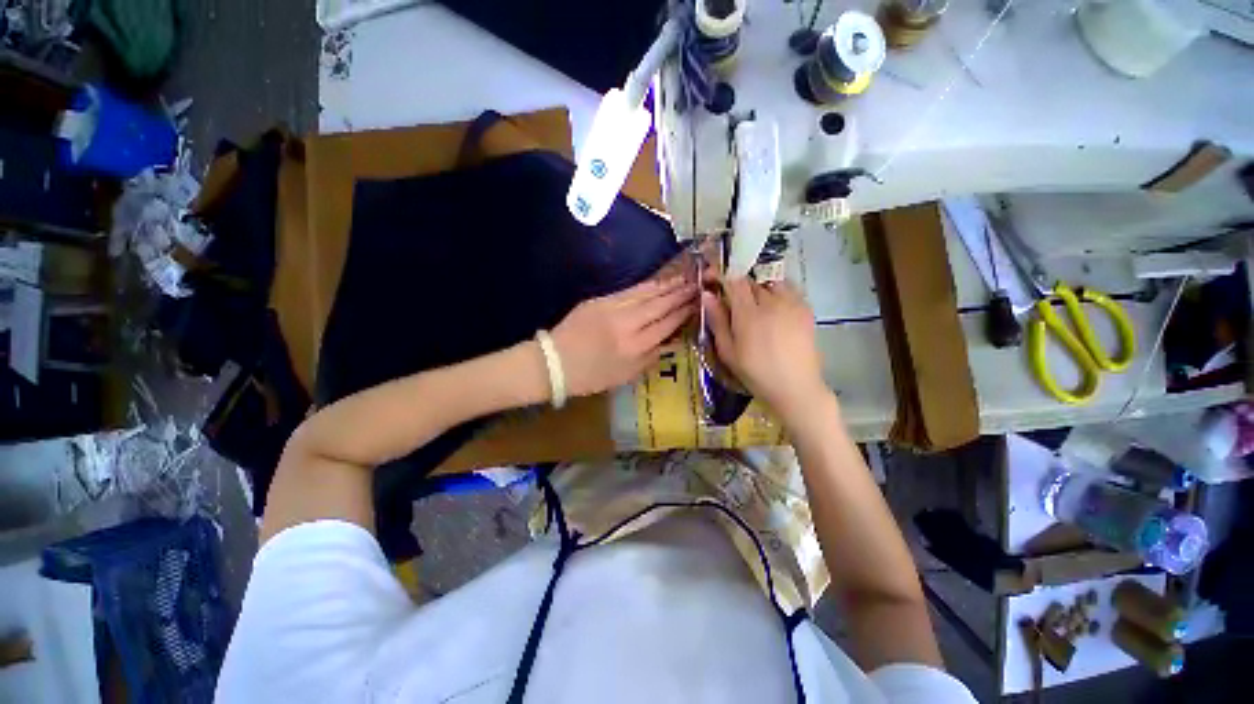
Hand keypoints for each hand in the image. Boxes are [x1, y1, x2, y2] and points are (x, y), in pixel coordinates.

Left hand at [552, 277, 696, 396]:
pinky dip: (646, 286)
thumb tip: (672, 342)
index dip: (683, 313)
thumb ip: (651, 358)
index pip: (666, 325)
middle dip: (680, 294)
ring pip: (646, 294)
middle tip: (697, 284)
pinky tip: (657, 281)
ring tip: (683, 278)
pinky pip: (629, 291)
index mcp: (635, 348)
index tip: (697, 303)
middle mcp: (627, 325)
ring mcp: (612, 309)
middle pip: (659, 306)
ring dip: (666, 285)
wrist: (554, 362)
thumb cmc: (591, 376)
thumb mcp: (625, 376)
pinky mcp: (600, 300)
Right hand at [702, 278, 828, 420]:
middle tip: (732, 300)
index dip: (721, 274)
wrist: (795, 387)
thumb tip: (707, 295)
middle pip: (752, 280)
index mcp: (748, 313)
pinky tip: (774, 309)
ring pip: (771, 282)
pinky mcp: (806, 309)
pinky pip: (788, 289)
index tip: (711, 278)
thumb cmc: (755, 372)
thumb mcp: (728, 351)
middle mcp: (771, 301)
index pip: (734, 280)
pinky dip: (777, 292)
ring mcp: (792, 303)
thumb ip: (717, 320)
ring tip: (755, 304)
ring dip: (759, 287)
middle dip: (739, 285)